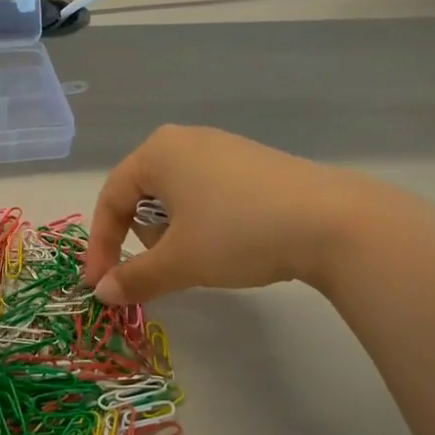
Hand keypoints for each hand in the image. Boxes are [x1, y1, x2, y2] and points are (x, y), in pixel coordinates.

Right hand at [82, 126, 360, 304]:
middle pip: (142, 196)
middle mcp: (186, 140)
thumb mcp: (180, 261)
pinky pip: (209, 194)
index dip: (101, 246)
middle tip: (168, 267)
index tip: (102, 286)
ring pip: (177, 198)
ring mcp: (224, 148)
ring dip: (176, 234)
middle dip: (146, 238)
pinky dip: (206, 224)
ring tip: (206, 257)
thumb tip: (102, 294)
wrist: (332, 221)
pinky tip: (234, 243)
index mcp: (158, 151)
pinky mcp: (253, 164)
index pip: (111, 198)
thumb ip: (134, 277)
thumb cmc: (238, 233)